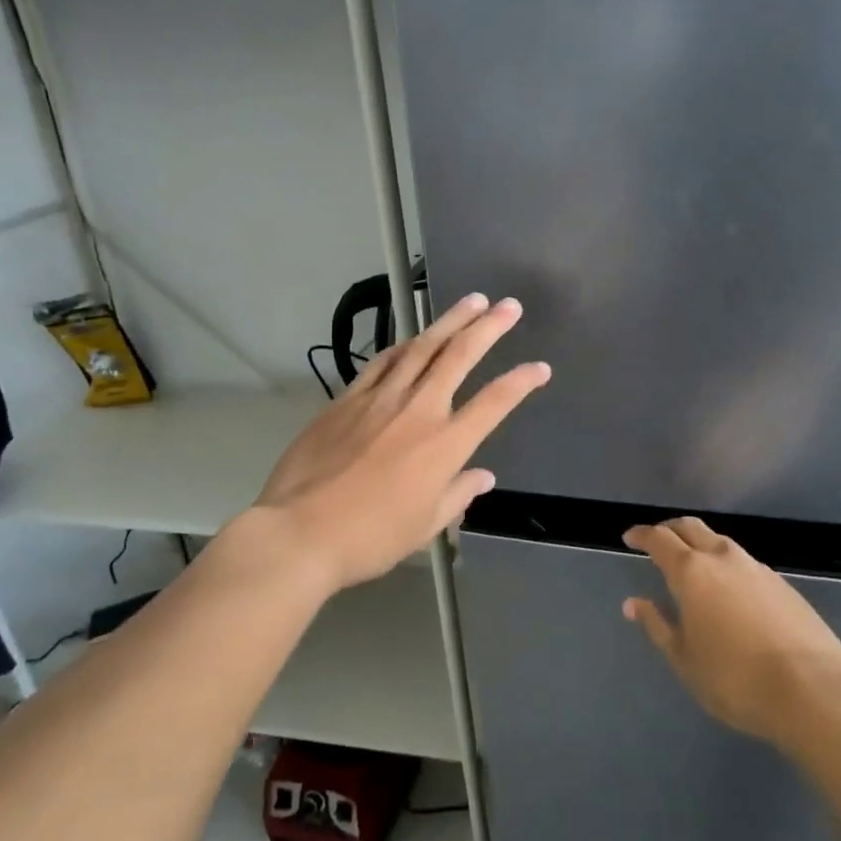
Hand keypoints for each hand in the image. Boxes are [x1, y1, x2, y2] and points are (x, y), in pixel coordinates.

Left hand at [254, 294, 550, 591]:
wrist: (300, 532)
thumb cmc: (370, 538)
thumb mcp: (424, 526)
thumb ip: (458, 495)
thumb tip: (483, 476)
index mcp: (444, 445)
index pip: (494, 403)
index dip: (521, 382)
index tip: (540, 367)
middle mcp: (418, 411)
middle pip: (459, 357)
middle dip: (488, 327)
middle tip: (509, 305)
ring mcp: (379, 399)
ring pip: (421, 348)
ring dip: (449, 321)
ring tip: (470, 302)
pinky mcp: (346, 399)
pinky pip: (381, 362)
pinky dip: (403, 345)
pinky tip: (412, 337)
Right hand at [623, 517, 840, 748]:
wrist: (813, 692)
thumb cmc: (735, 679)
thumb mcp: (684, 659)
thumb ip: (657, 625)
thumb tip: (634, 603)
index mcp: (692, 572)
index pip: (659, 539)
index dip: (641, 535)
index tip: (629, 538)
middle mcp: (724, 559)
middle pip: (691, 528)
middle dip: (670, 529)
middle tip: (657, 541)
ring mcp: (758, 569)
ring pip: (721, 543)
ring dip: (701, 545)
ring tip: (693, 566)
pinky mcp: (784, 585)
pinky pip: (745, 564)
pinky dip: (727, 566)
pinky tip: (730, 591)